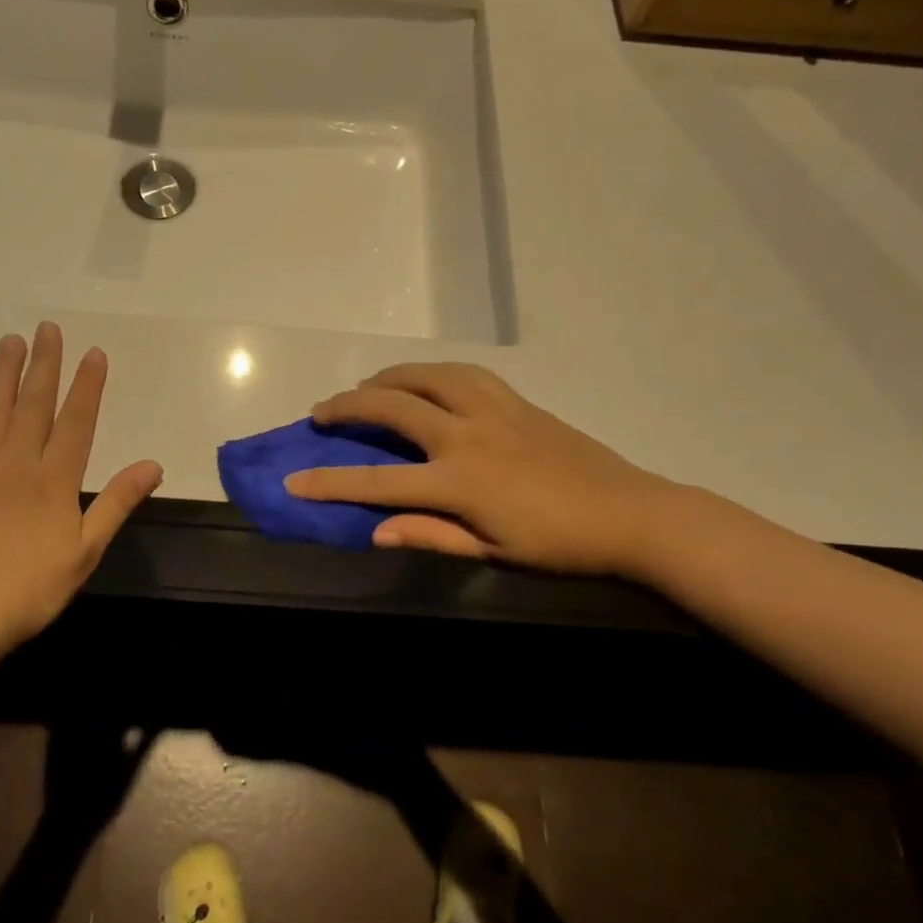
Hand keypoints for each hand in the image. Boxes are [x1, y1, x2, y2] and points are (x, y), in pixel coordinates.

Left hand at [0, 323, 162, 660]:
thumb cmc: (30, 589)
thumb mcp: (86, 551)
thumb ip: (117, 502)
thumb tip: (153, 465)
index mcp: (54, 479)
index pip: (76, 420)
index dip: (87, 385)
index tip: (93, 353)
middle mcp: (16, 462)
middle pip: (33, 403)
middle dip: (44, 363)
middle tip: (48, 328)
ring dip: (3, 373)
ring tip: (11, 341)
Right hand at [285, 362, 678, 577]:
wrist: (631, 514)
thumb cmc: (559, 545)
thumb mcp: (492, 551)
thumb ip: (431, 535)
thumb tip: (375, 531)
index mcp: (459, 481)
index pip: (379, 481)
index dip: (330, 483)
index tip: (291, 481)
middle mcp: (467, 435)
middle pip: (394, 408)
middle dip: (348, 407)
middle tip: (321, 412)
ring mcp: (493, 410)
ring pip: (428, 376)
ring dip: (388, 377)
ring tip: (368, 385)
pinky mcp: (515, 400)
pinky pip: (464, 372)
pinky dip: (432, 371)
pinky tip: (426, 378)